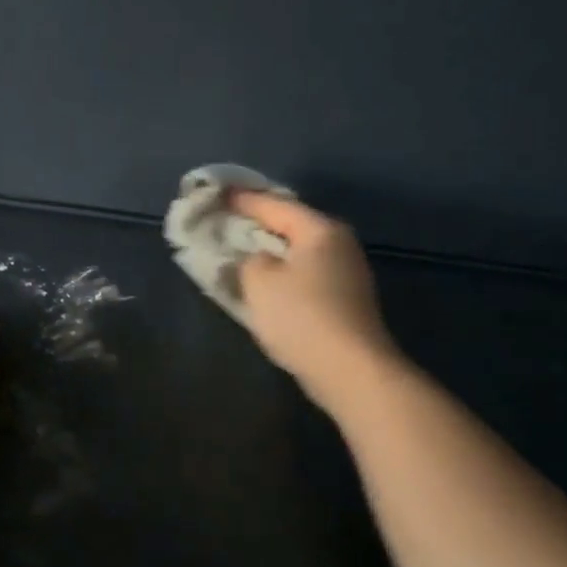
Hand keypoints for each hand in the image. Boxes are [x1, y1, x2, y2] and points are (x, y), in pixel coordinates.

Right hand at [232, 192, 401, 413]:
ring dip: (269, 252)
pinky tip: (264, 283)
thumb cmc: (302, 317)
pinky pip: (305, 276)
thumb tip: (254, 258)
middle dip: (257, 224)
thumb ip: (247, 259)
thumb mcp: (259, 280)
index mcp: (320, 229)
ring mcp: (346, 273)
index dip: (242, 200)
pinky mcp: (345, 301)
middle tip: (224, 222)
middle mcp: (339, 244)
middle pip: (290, 225)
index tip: (216, 195)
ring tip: (239, 252)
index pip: (274, 204)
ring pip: (298, 253)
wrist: (350, 371)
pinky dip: (282, 274)